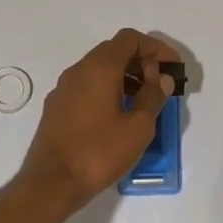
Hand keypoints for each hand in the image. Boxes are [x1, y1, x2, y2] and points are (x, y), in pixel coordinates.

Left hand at [17, 29, 179, 206]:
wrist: (51, 183)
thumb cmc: (99, 152)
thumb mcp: (138, 127)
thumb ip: (153, 97)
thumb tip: (161, 78)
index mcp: (99, 68)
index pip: (130, 39)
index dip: (156, 48)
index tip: (172, 68)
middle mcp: (78, 70)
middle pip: (114, 50)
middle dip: (141, 61)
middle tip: (159, 85)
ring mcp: (64, 88)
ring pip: (99, 69)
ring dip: (125, 76)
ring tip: (143, 101)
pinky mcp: (57, 107)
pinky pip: (87, 85)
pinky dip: (108, 89)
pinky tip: (118, 114)